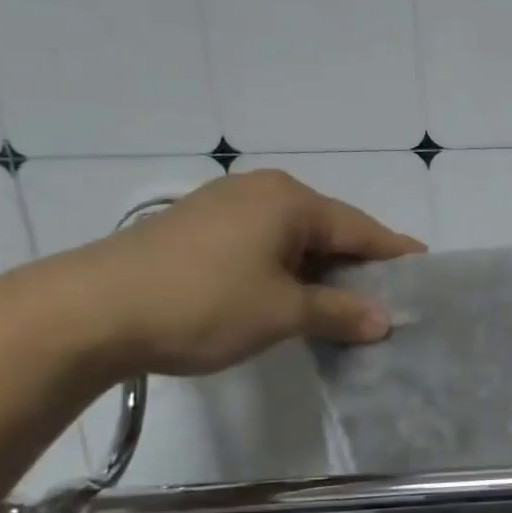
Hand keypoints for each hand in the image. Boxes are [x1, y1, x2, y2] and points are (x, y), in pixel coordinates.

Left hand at [58, 170, 425, 377]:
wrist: (86, 312)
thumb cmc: (202, 303)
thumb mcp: (282, 312)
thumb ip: (340, 312)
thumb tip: (385, 320)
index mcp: (290, 201)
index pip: (361, 229)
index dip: (395, 254)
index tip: (425, 269)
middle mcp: (261, 192)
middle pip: (329, 230)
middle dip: (358, 266)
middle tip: (387, 297)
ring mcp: (225, 207)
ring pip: (295, 239)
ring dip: (321, 272)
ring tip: (345, 306)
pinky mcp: (197, 229)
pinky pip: (264, 246)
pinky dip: (287, 271)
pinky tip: (292, 298)